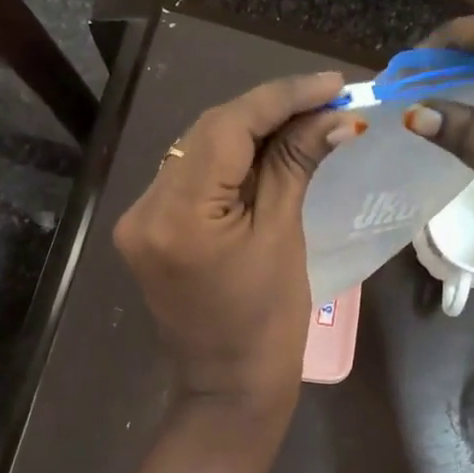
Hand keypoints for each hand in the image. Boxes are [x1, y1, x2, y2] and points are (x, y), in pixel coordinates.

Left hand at [113, 70, 357, 428]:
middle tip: (324, 101)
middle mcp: (145, 208)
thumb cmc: (268, 327)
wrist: (228, 389)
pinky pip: (191, 179)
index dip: (281, 98)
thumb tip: (334, 117)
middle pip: (207, 133)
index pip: (227, 127)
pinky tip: (267, 154)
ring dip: (249, 133)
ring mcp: (139, 220)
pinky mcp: (147, 231)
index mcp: (178, 215)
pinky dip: (230, 162)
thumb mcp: (284, 239)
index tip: (331, 84)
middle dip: (268, 112)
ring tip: (304, 122)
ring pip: (197, 152)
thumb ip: (296, 167)